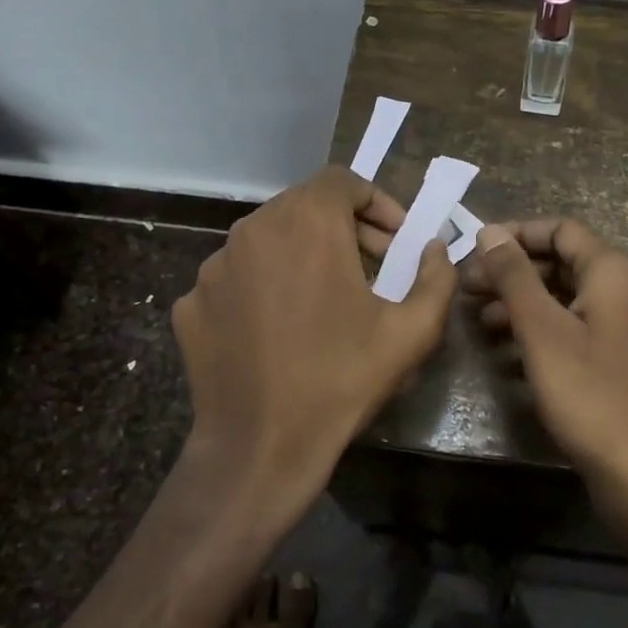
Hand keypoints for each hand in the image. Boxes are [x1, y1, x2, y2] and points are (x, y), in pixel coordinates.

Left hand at [171, 166, 456, 520]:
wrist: (260, 447)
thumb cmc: (342, 379)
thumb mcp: (413, 331)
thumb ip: (437, 276)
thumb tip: (435, 249)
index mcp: (307, 224)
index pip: (342, 180)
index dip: (376, 202)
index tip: (395, 241)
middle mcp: (253, 230)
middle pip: (305, 205)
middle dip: (344, 227)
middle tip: (371, 268)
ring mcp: (214, 266)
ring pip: (268, 238)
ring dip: (303, 254)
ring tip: (325, 298)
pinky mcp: (190, 302)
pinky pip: (237, 276)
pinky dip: (264, 286)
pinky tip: (280, 328)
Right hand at [468, 219, 627, 485]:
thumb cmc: (590, 394)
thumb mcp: (542, 330)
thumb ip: (514, 276)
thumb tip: (490, 231)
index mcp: (615, 273)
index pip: (562, 231)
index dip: (517, 234)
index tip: (476, 251)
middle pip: (565, 263)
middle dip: (515, 273)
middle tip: (469, 290)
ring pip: (570, 299)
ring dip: (525, 304)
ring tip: (481, 321)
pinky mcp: (626, 360)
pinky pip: (581, 329)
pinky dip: (546, 332)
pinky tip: (510, 354)